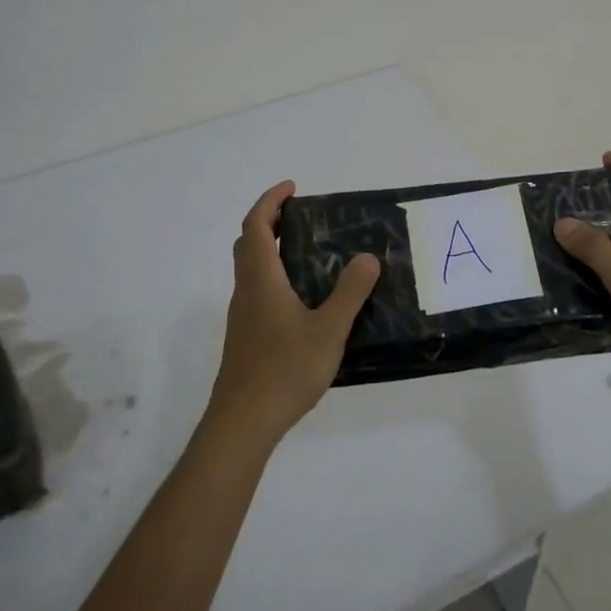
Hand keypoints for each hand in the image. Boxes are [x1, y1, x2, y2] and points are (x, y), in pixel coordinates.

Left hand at [207, 179, 380, 448]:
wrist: (243, 422)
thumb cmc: (284, 369)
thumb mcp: (328, 330)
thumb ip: (350, 292)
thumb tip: (368, 257)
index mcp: (261, 280)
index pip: (256, 225)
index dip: (270, 201)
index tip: (292, 188)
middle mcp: (246, 291)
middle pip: (248, 244)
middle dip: (268, 221)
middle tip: (300, 217)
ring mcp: (242, 316)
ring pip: (250, 270)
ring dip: (270, 250)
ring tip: (308, 253)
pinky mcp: (246, 337)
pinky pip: (257, 291)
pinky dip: (274, 277)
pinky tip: (302, 299)